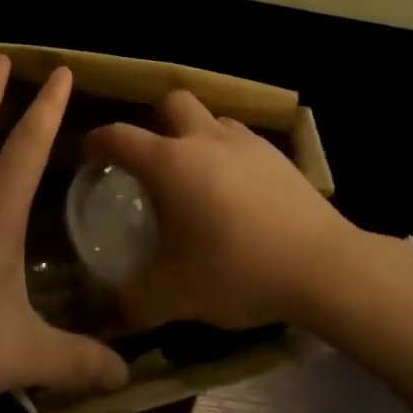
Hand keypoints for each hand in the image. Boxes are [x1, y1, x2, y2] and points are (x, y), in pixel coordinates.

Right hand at [84, 90, 357, 331]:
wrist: (321, 266)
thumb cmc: (237, 270)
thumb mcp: (175, 295)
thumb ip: (136, 300)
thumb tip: (115, 309)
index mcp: (170, 163)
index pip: (121, 137)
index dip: (99, 140)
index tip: (90, 151)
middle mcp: (205, 139)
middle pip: (172, 102)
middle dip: (155, 121)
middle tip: (152, 157)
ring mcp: (246, 143)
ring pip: (212, 119)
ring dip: (197, 135)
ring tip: (198, 175)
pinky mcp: (278, 156)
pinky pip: (242, 142)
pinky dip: (230, 155)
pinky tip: (237, 192)